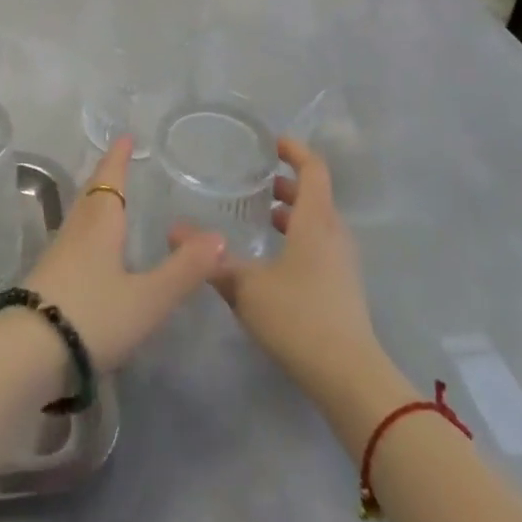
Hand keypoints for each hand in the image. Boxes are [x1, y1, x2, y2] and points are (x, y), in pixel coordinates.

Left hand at [22, 136, 225, 370]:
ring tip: (109, 200)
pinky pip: (73, 240)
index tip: (124, 136)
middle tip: (118, 162)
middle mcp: (76, 231)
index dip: (118, 158)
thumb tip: (219, 236)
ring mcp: (57, 255)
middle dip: (106, 177)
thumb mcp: (148, 297)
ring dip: (95, 202)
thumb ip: (184, 269)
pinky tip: (92, 250)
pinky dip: (88, 230)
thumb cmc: (93, 315)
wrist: (28, 354)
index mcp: (100, 224)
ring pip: (80, 216)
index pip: (110, 180)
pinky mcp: (48, 280)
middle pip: (91, 194)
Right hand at [174, 137, 377, 386]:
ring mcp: (342, 263)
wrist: (349, 378)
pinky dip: (297, 237)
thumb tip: (172, 231)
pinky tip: (271, 258)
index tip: (270, 142)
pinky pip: (319, 245)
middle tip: (254, 180)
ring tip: (259, 215)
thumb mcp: (245, 286)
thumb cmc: (298, 318)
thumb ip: (210, 259)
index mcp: (315, 221)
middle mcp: (334, 234)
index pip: (313, 169)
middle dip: (286, 183)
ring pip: (317, 222)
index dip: (294, 150)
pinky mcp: (343, 287)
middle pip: (315, 195)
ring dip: (292, 212)